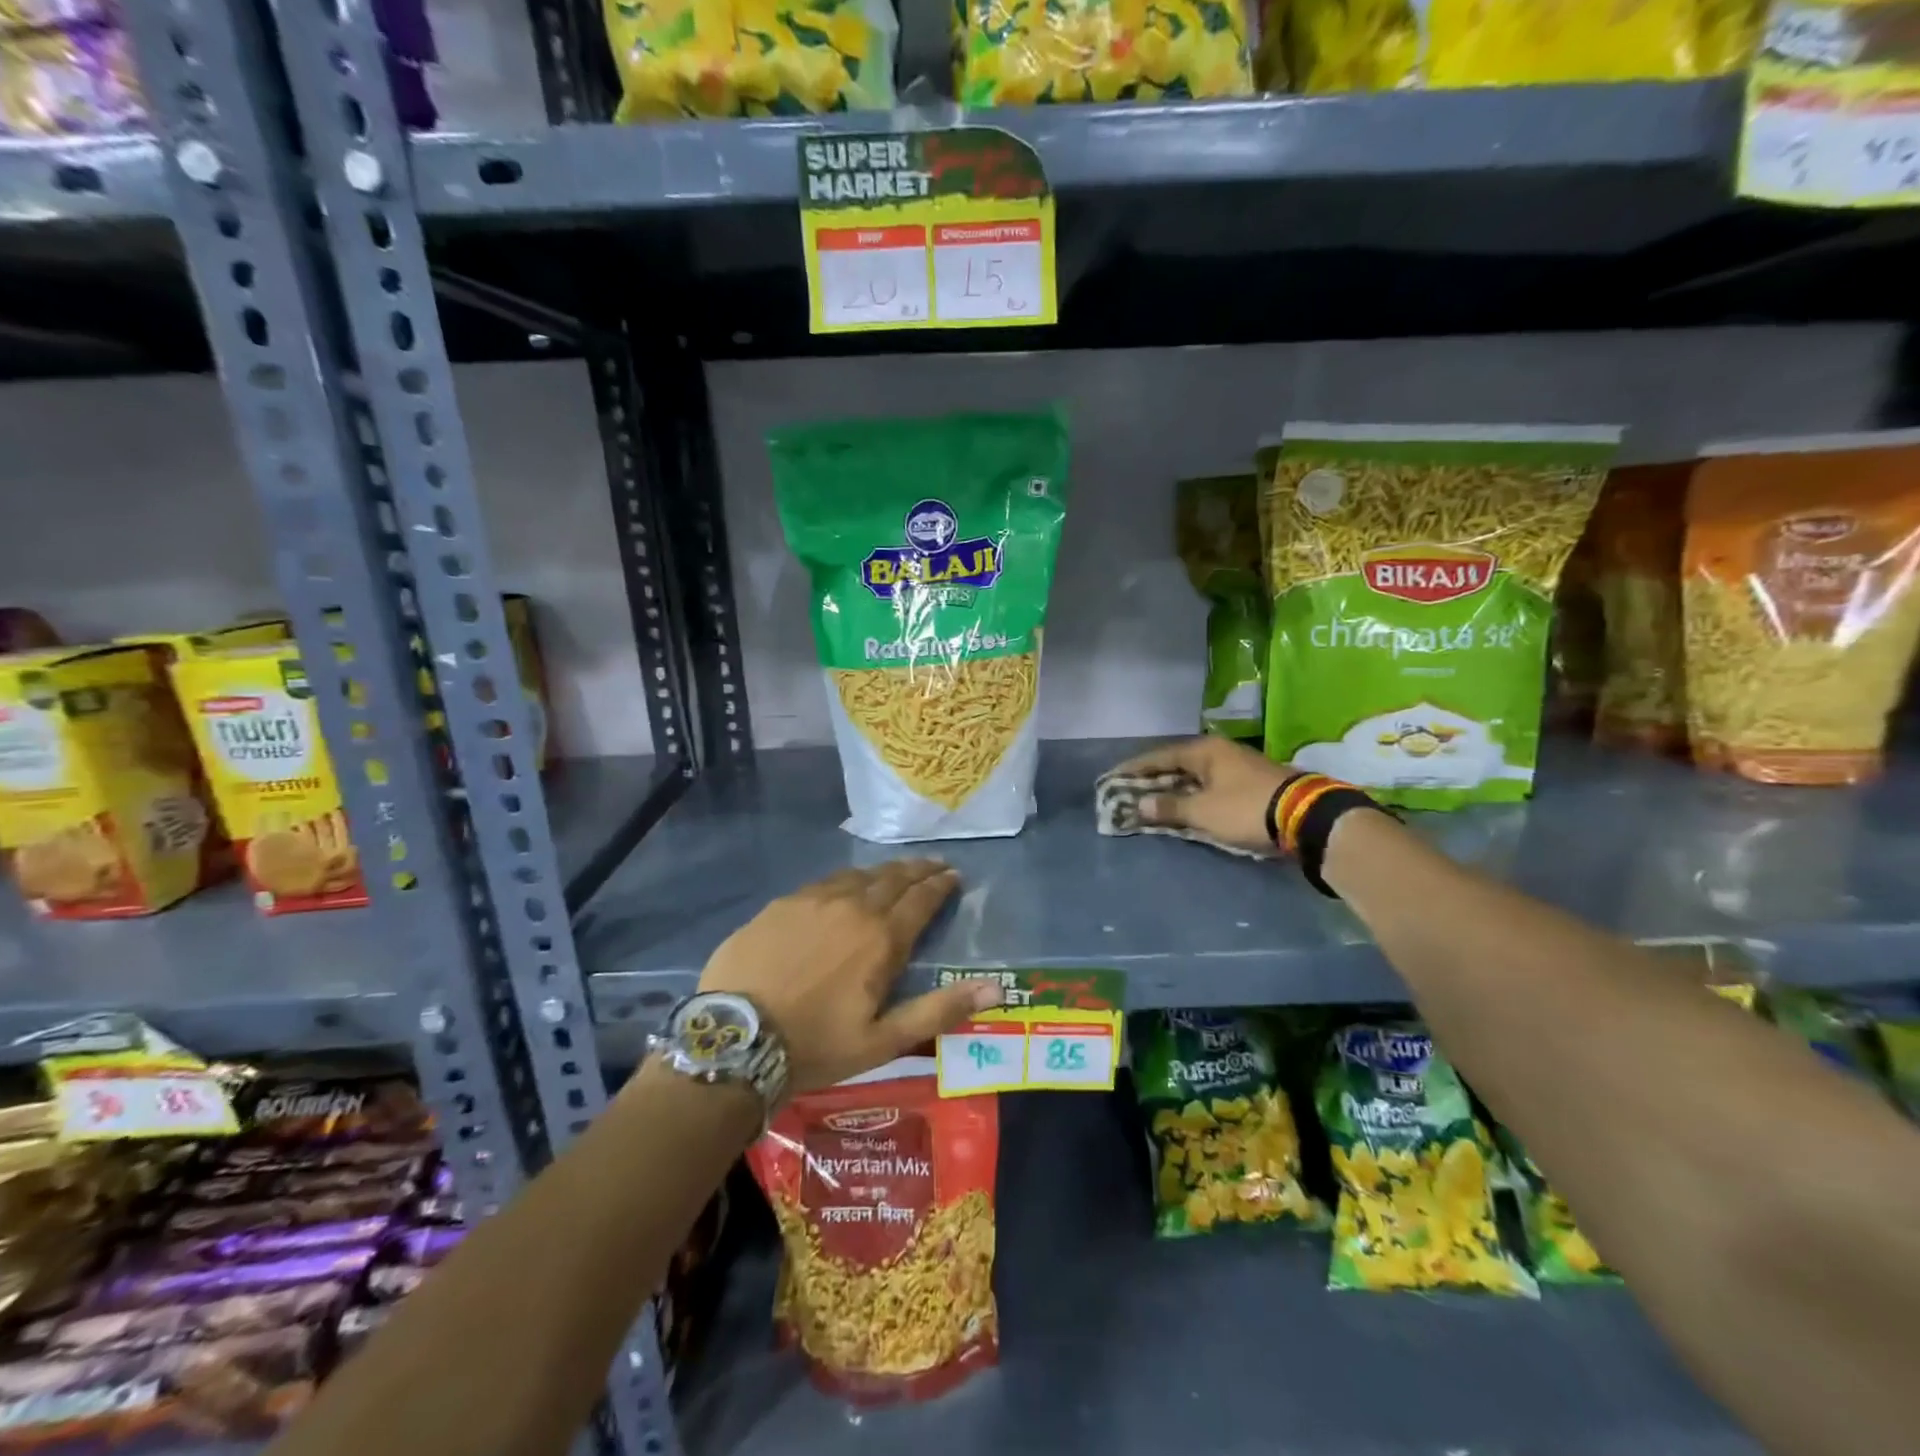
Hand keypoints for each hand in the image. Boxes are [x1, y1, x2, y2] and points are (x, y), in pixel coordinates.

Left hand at [697, 860, 1001, 1093]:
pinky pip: (823, 883)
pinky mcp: (781, 904)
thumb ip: (940, 1009)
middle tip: (933, 864)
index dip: (941, 885)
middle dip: (918, 870)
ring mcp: (813, 900)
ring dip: (883, 872)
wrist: (736, 1040)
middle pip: (893, 879)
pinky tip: (844, 886)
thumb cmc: (817, 1045)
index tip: (954, 875)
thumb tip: (996, 987)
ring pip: (858, 875)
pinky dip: (846, 880)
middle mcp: (852, 907)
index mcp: (881, 938)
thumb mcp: (884, 1040)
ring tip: (895, 872)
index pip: (921, 899)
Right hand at [1111, 736, 1296, 854]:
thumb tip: (1140, 805)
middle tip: (1129, 791)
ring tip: (1153, 800)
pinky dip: (1194, 794)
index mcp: (1204, 750)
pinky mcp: (1251, 782)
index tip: (1112, 777)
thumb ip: (1170, 807)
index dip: (1134, 768)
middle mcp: (1219, 751)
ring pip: (1195, 775)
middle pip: (1177, 764)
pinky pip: (1210, 785)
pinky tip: (1186, 805)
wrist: (1307, 817)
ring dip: (1174, 788)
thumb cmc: (1246, 808)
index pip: (1159, 756)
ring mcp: (1237, 765)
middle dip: (1153, 779)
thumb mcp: (1203, 811)